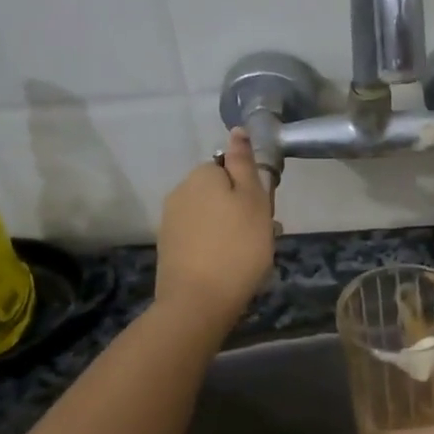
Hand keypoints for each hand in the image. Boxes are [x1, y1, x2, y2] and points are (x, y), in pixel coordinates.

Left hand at [154, 128, 275, 324]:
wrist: (197, 302)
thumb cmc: (237, 246)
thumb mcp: (253, 200)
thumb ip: (244, 163)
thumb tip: (237, 131)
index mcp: (202, 175)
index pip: (231, 168)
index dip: (251, 188)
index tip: (264, 212)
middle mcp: (180, 192)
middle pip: (220, 193)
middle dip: (241, 209)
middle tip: (263, 236)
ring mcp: (171, 222)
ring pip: (211, 217)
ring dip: (231, 229)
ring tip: (250, 256)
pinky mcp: (168, 249)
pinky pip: (200, 238)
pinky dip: (216, 246)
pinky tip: (229, 267)